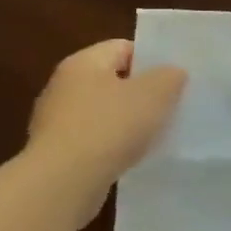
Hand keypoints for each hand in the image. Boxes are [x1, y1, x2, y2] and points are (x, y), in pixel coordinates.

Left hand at [24, 40, 187, 216]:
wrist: (64, 182)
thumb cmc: (111, 126)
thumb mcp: (156, 93)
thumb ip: (170, 76)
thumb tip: (171, 74)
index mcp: (83, 62)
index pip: (124, 47)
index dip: (153, 60)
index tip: (175, 80)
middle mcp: (63, 86)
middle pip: (113, 80)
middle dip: (142, 92)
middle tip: (170, 106)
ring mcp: (55, 121)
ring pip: (104, 112)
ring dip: (128, 121)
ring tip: (155, 134)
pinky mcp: (56, 152)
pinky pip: (94, 139)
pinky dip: (113, 145)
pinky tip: (130, 157)